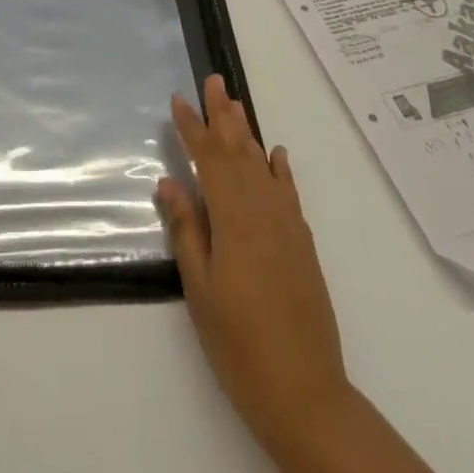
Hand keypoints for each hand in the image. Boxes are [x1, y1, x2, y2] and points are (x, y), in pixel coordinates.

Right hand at [156, 73, 349, 447]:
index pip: (208, 161)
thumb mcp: (200, 289)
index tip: (178, 100)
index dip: (192, 128)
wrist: (305, 392)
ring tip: (235, 104)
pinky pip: (289, 192)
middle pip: (239, 152)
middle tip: (213, 80)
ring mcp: (287, 226)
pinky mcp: (302, 244)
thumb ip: (187, 231)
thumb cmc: (239, 344)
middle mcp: (263, 211)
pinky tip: (275, 154)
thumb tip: (169, 182)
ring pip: (263, 166)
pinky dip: (280, 169)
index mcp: (234, 219)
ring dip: (247, 133)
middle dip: (223, 115)